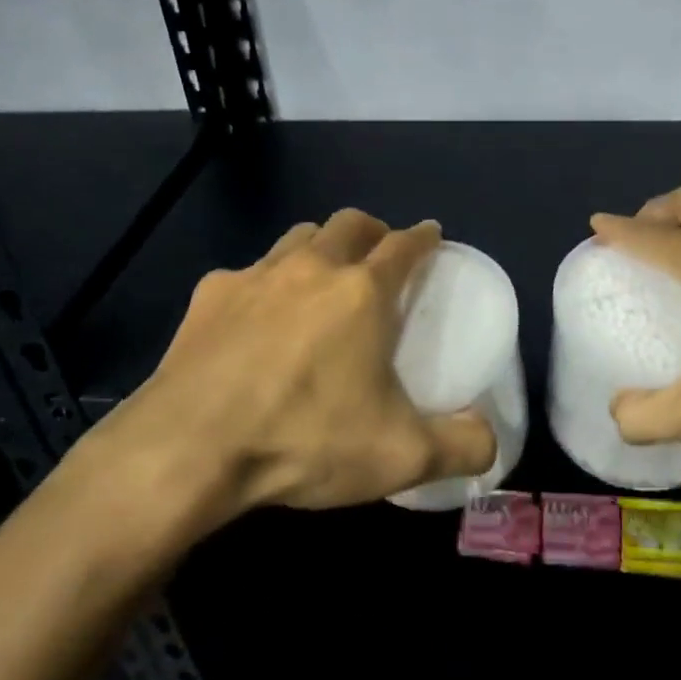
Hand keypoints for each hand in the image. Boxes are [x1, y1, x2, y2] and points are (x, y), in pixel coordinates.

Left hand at [100, 209, 496, 516]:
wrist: (191, 448)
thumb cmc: (305, 439)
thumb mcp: (401, 456)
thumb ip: (461, 446)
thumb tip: (489, 441)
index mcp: (362, 293)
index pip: (404, 245)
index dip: (423, 237)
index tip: (431, 236)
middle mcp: (311, 268)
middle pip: (349, 223)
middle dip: (372, 230)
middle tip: (380, 254)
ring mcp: (255, 276)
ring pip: (297, 238)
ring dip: (319, 246)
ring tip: (323, 277)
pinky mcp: (209, 296)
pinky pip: (247, 273)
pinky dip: (265, 284)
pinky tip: (256, 318)